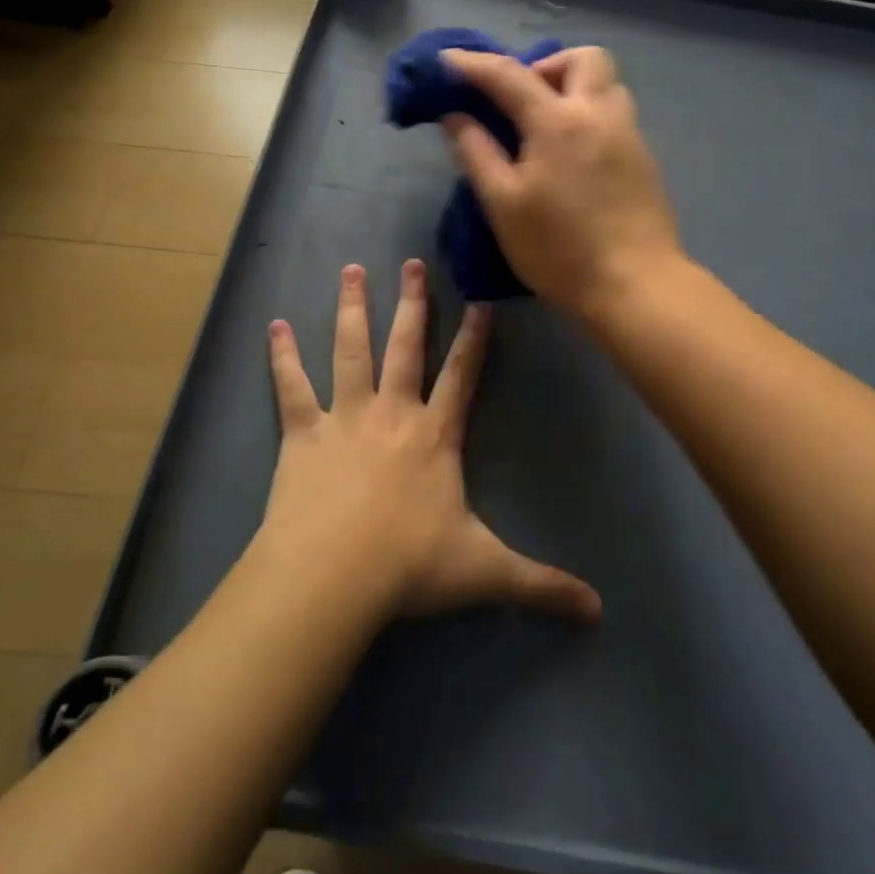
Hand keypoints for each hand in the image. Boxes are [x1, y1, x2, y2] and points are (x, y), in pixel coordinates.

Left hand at [259, 260, 600, 623]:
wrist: (331, 577)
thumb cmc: (409, 567)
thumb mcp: (484, 573)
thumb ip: (541, 586)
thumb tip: (599, 611)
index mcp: (435, 435)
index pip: (463, 374)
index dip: (476, 337)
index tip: (482, 298)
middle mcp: (392, 412)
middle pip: (407, 345)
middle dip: (413, 303)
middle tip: (412, 262)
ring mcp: (344, 417)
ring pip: (351, 349)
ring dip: (352, 308)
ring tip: (352, 270)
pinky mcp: (302, 433)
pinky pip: (291, 386)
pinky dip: (282, 355)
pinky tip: (275, 325)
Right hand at [441, 46, 682, 321]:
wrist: (635, 285)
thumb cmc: (559, 249)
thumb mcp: (503, 204)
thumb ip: (476, 152)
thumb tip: (455, 116)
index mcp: (558, 121)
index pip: (508, 75)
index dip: (472, 64)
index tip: (445, 61)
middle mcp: (600, 114)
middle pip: (582, 58)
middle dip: (546, 64)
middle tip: (520, 99)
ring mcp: (629, 135)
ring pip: (607, 84)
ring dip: (574, 87)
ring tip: (547, 125)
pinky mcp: (645, 159)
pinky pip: (616, 115)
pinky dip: (590, 115)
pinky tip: (573, 155)